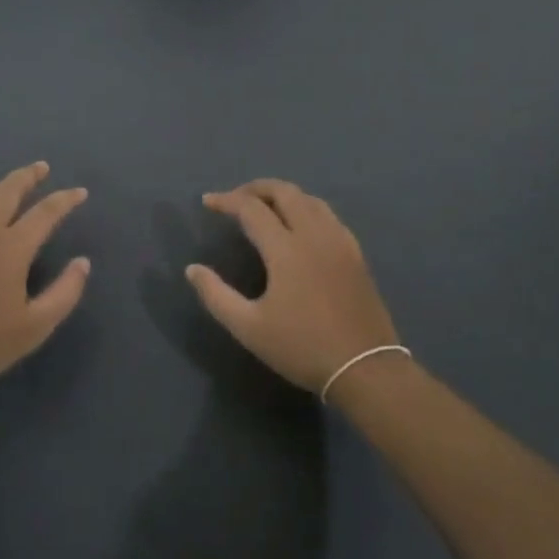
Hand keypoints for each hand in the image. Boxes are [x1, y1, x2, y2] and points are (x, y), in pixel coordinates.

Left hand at [0, 162, 90, 399]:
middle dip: (28, 176)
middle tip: (41, 168)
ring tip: (8, 185)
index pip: (45, 212)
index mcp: (10, 248)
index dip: (65, 200)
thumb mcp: (35, 327)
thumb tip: (83, 263)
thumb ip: (65, 292)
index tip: (80, 193)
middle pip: (8, 190)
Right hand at [186, 179, 399, 394]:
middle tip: (235, 199)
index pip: (252, 209)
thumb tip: (193, 269)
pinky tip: (299, 227)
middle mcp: (315, 235)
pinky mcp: (356, 254)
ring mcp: (340, 242)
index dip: (227, 200)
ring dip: (283, 195)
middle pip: (285, 192)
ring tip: (264, 208)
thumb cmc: (302, 347)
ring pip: (310, 200)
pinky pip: (328, 216)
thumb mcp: (249, 328)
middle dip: (256, 188)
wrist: (366, 370)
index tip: (207, 202)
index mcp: (286, 249)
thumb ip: (216, 295)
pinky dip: (306, 208)